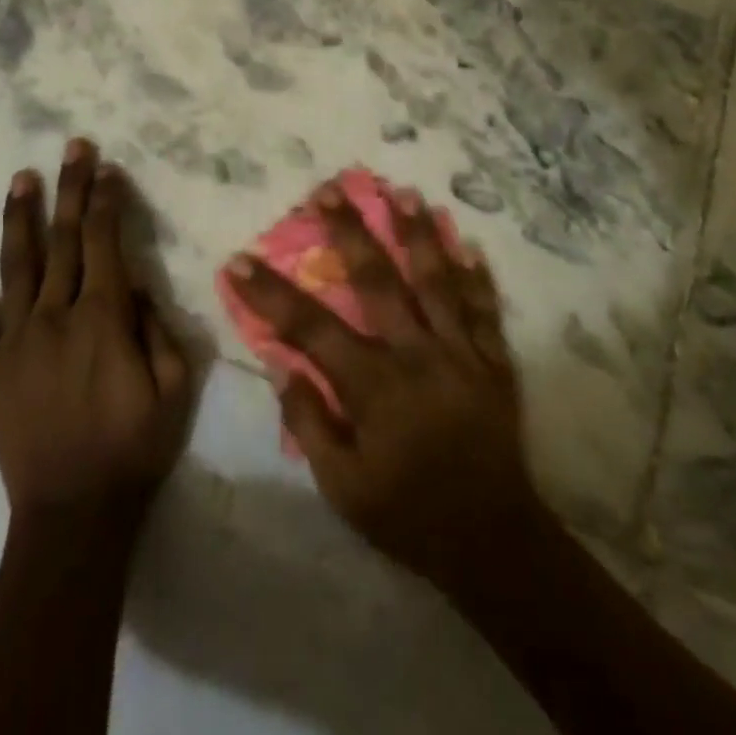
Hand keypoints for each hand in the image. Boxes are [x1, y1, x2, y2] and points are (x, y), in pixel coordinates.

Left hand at [0, 140, 192, 531]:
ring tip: (21, 178)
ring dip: (20, 218)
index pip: (106, 243)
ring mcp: (15, 342)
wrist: (75, 514)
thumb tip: (136, 284)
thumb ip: (157, 327)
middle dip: (71, 189)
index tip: (108, 168)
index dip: (108, 201)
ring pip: (17, 266)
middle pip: (65, 241)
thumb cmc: (135, 448)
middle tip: (73, 147)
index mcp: (103, 319)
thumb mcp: (174, 386)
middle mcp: (56, 317)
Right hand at [226, 181, 547, 594]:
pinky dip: (476, 276)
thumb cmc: (408, 518)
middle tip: (329, 190)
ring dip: (418, 233)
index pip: (310, 328)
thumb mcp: (343, 488)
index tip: (241, 260)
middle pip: (378, 280)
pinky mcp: (494, 362)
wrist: (494, 544)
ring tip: (402, 193)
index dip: (271, 293)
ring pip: (436, 280)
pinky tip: (469, 244)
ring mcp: (461, 352)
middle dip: (350, 231)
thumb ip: (310, 424)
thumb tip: (283, 368)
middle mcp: (417, 355)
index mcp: (374, 385)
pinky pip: (485, 310)